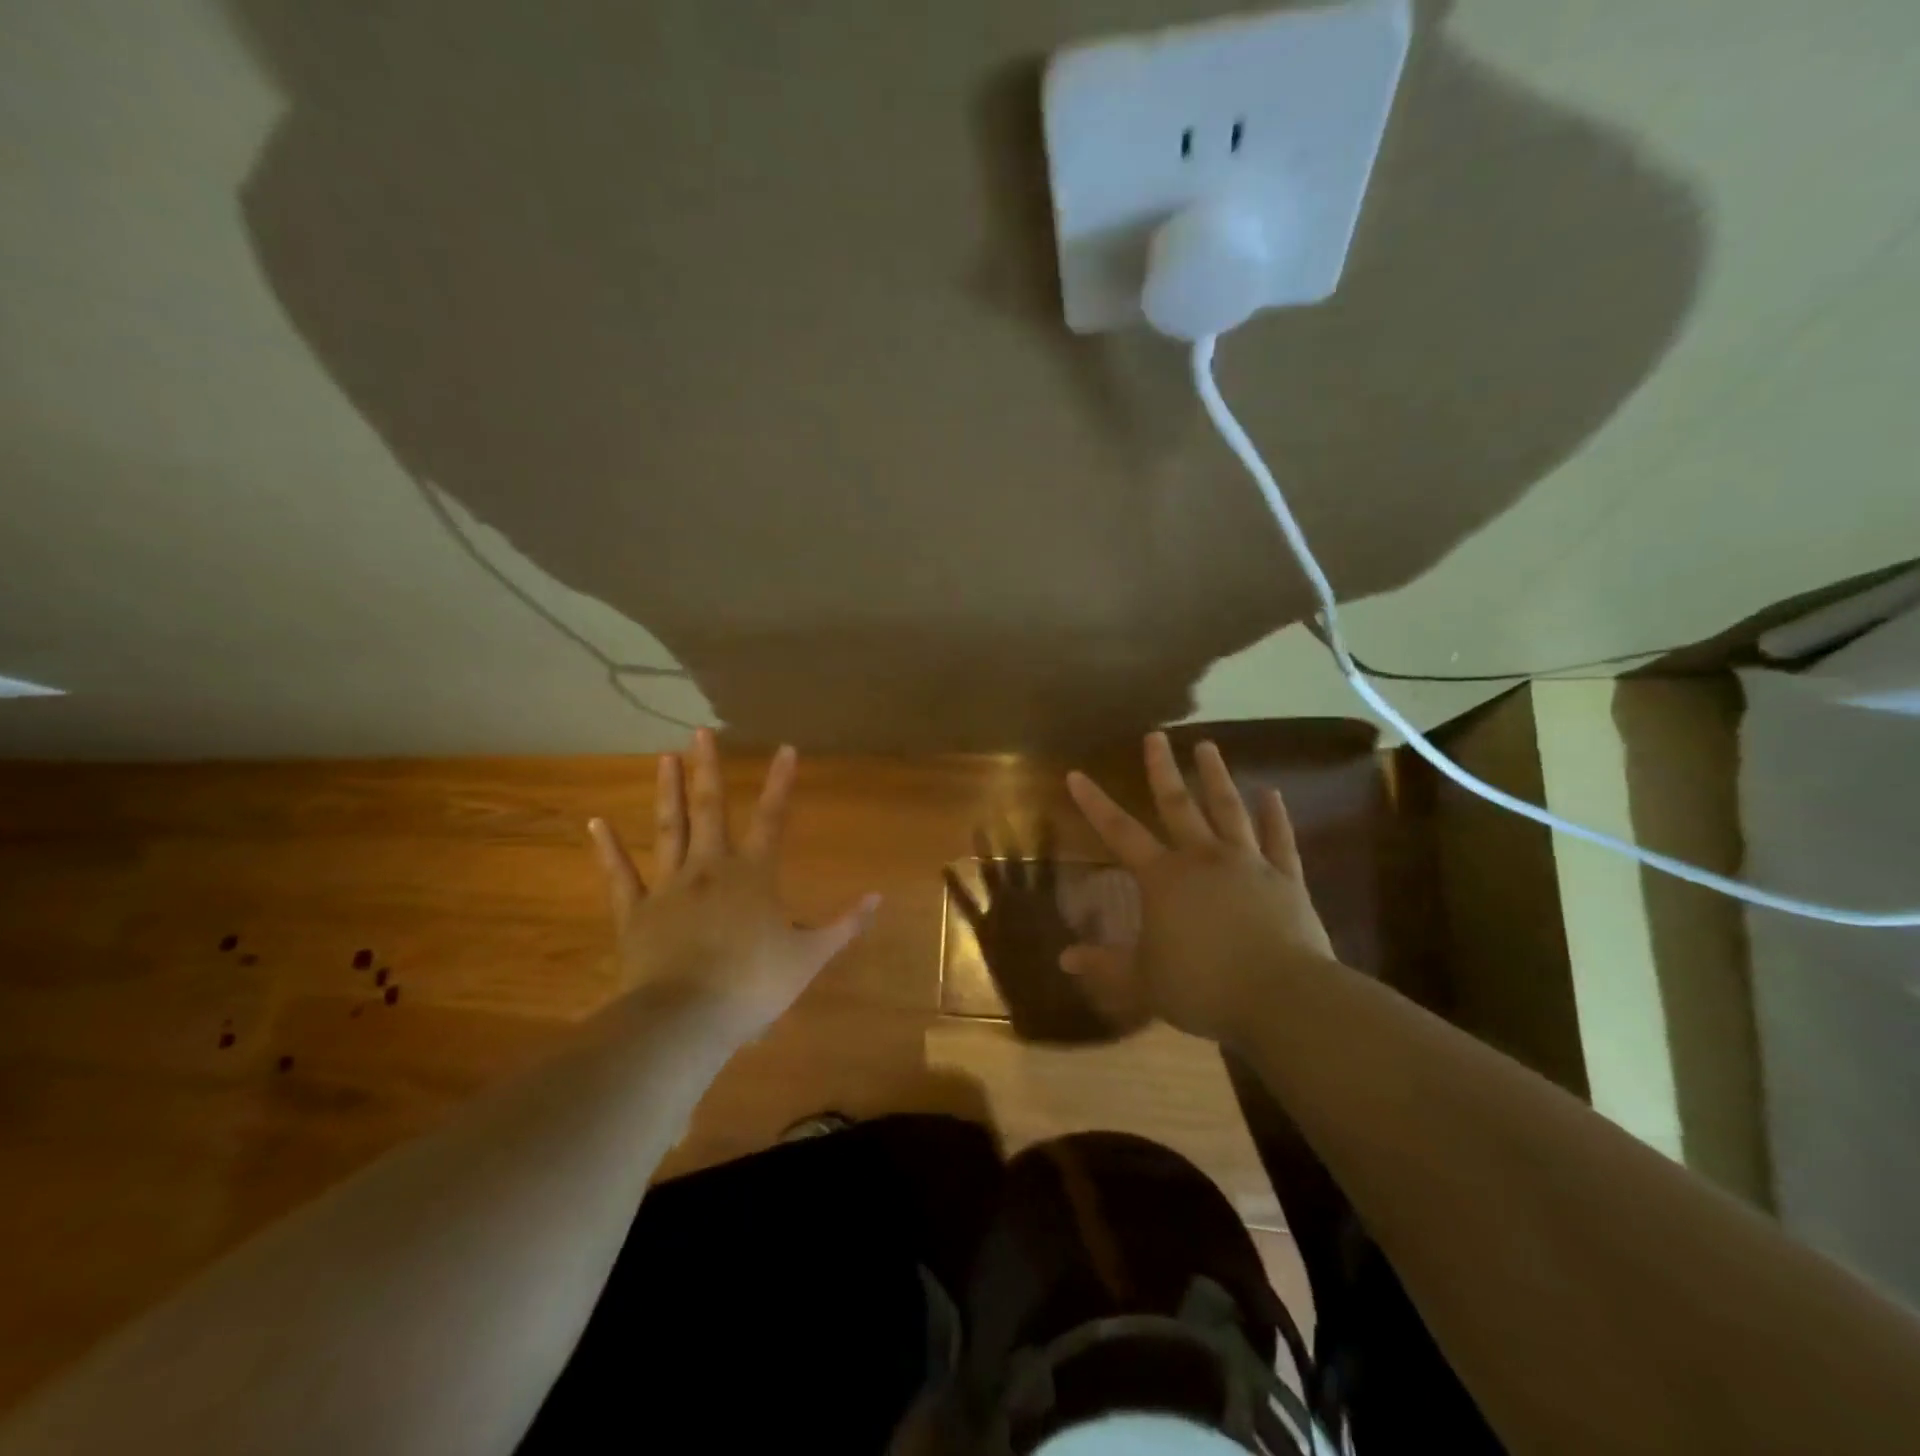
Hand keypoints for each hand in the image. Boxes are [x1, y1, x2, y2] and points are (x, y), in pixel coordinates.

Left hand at [588, 729, 879, 1040]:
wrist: (685, 1020)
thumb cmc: (752, 986)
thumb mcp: (808, 958)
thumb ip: (844, 925)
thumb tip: (878, 897)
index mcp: (753, 876)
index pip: (772, 819)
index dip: (780, 783)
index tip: (785, 748)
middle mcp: (710, 868)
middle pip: (710, 809)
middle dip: (708, 769)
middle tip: (700, 732)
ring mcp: (669, 888)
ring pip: (668, 830)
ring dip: (667, 792)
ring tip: (665, 757)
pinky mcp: (636, 913)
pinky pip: (620, 876)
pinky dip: (607, 849)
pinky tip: (596, 823)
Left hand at [944, 822, 1138, 1042]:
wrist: (1035, 1013)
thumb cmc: (1067, 986)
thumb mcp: (1086, 953)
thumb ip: (1090, 928)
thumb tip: (1095, 903)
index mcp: (1048, 905)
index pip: (1047, 865)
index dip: (1046, 839)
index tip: (1044, 814)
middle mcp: (1021, 903)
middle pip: (1016, 863)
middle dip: (1011, 838)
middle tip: (1003, 809)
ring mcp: (998, 916)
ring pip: (992, 876)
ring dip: (985, 852)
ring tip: (978, 826)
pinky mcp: (983, 933)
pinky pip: (967, 907)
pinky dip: (955, 888)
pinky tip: (944, 869)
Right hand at [1061, 732, 1336, 1045]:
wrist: (1281, 997)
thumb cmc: (1203, 986)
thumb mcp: (1143, 981)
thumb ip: (1104, 965)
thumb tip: (1064, 958)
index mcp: (1163, 878)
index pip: (1119, 832)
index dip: (1095, 803)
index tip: (1077, 774)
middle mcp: (1203, 858)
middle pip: (1178, 805)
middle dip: (1162, 769)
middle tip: (1157, 735)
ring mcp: (1248, 863)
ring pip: (1228, 810)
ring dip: (1216, 777)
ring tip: (1208, 746)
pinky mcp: (1286, 879)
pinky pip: (1279, 840)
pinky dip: (1274, 816)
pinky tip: (1272, 794)